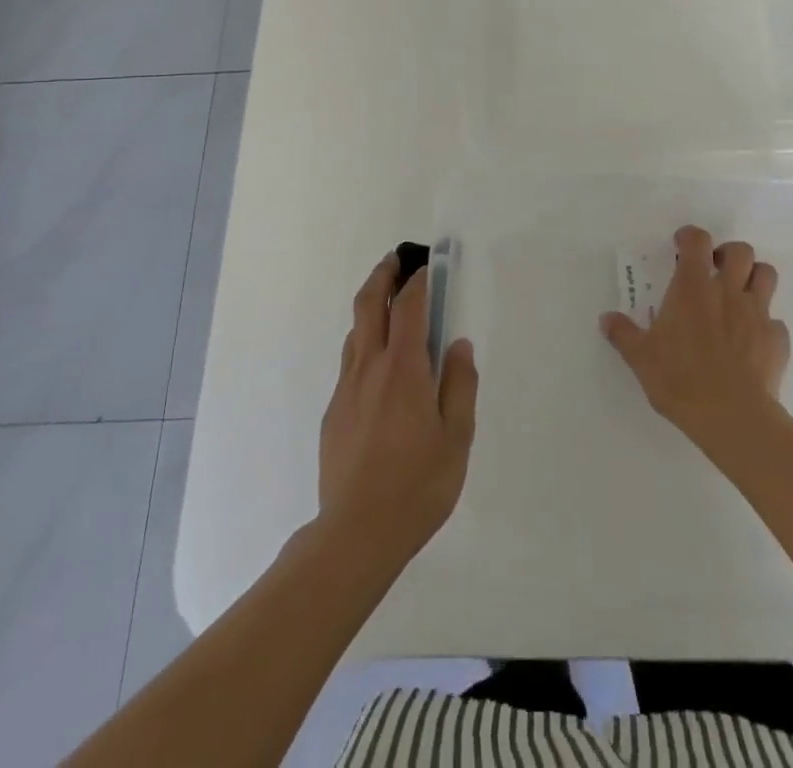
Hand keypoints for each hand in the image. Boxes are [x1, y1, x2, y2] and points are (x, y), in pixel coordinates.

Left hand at [318, 253, 477, 569]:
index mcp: (404, 369)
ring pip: (356, 332)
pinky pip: (350, 362)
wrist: (356, 533)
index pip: (410, 307)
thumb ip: (460, 385)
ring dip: (371, 307)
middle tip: (395, 260)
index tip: (428, 266)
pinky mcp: (333, 411)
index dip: (420, 281)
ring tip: (388, 303)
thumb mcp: (457, 438)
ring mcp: (346, 388)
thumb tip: (458, 345)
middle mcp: (370, 367)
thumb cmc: (418, 485)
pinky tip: (379, 365)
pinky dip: (365, 344)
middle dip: (383, 275)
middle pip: (370, 305)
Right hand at [601, 225, 789, 461]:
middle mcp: (728, 292)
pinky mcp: (777, 340)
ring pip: (767, 275)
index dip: (690, 236)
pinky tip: (752, 343)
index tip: (681, 246)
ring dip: (754, 278)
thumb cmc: (680, 380)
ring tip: (739, 296)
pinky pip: (775, 322)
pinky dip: (765, 325)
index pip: (697, 241)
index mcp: (692, 288)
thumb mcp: (641, 358)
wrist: (733, 418)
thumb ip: (623, 334)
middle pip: (741, 251)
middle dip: (729, 254)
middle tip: (714, 271)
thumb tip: (606, 318)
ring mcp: (757, 314)